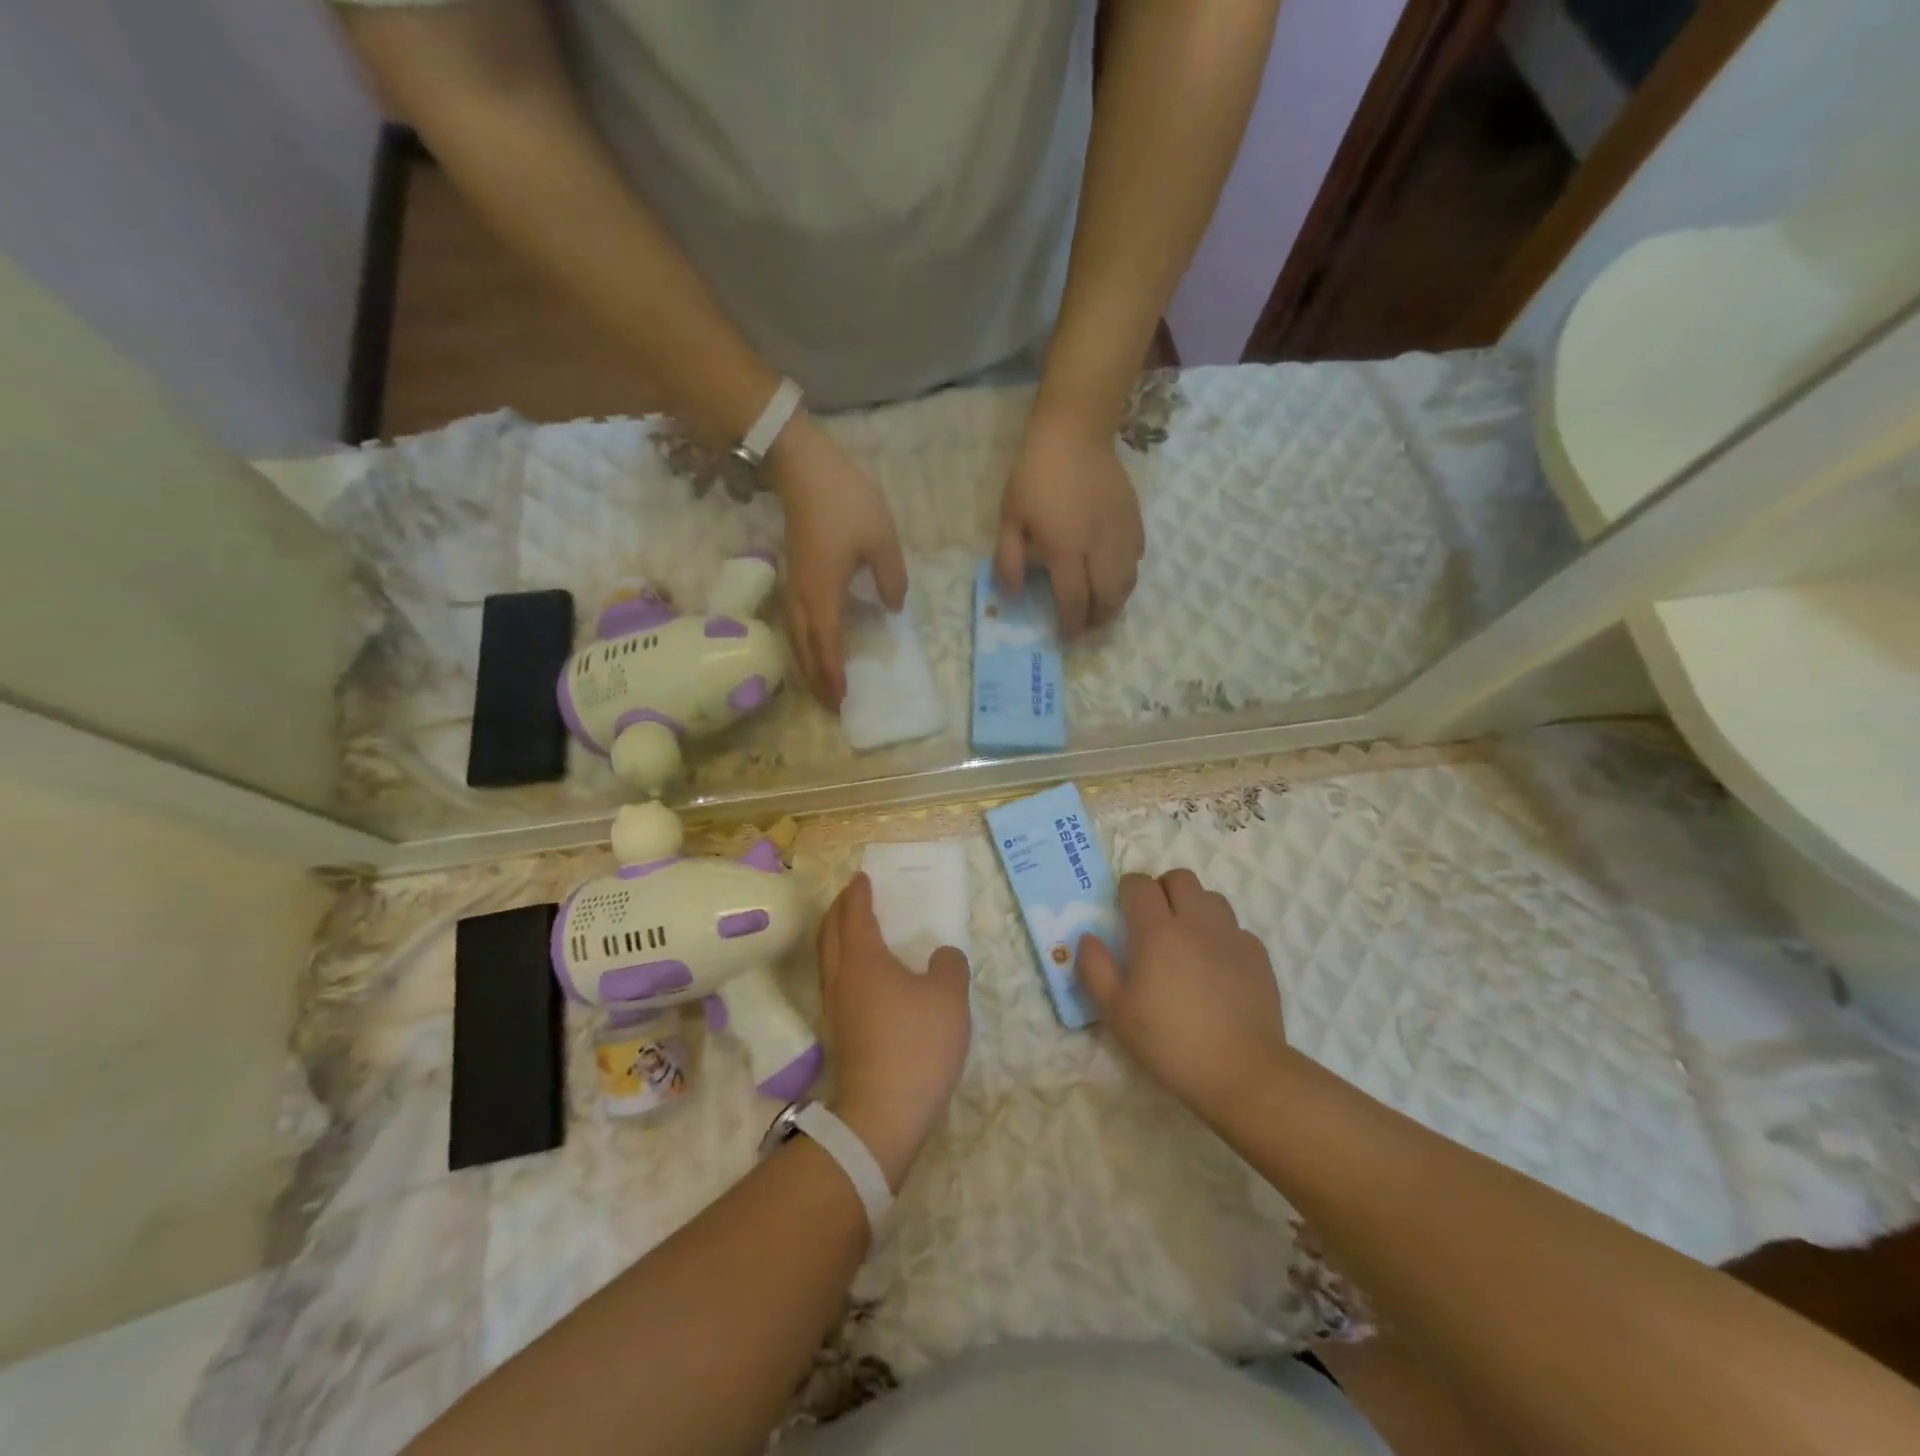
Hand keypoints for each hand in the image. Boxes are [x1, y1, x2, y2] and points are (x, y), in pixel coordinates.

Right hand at [768, 415, 907, 706]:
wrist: (803, 468)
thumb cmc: (846, 503)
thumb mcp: (882, 540)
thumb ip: (891, 578)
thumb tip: (892, 607)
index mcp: (825, 593)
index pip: (829, 645)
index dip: (834, 674)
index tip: (842, 700)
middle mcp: (804, 596)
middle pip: (807, 648)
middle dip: (818, 680)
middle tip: (831, 705)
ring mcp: (794, 585)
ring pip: (797, 637)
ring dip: (808, 664)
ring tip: (820, 685)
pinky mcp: (793, 573)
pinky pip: (795, 621)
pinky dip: (804, 643)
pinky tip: (814, 645)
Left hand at [818, 874, 970, 1187]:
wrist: (883, 1112)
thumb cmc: (917, 1043)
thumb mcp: (949, 997)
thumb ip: (949, 966)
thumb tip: (941, 956)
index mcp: (863, 959)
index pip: (855, 914)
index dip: (858, 894)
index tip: (861, 877)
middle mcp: (841, 978)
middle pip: (830, 933)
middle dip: (839, 909)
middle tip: (852, 895)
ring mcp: (835, 1008)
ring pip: (829, 959)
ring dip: (838, 936)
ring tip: (855, 929)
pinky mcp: (839, 1034)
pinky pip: (836, 982)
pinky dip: (844, 963)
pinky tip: (865, 976)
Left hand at [995, 403, 1144, 636]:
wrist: (1073, 434)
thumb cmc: (1034, 477)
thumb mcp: (1009, 519)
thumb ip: (1008, 561)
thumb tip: (1012, 596)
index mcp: (1066, 550)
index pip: (1074, 600)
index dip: (1072, 625)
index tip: (1066, 637)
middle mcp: (1098, 548)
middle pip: (1108, 598)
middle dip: (1098, 620)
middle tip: (1087, 627)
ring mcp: (1120, 533)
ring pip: (1128, 582)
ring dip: (1116, 602)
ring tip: (1103, 608)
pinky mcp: (1134, 519)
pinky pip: (1137, 557)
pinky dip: (1128, 574)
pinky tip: (1115, 574)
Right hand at [1077, 870, 1288, 1121]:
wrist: (1242, 1072)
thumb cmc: (1170, 1043)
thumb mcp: (1116, 1013)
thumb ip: (1095, 969)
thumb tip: (1088, 938)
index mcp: (1158, 931)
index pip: (1140, 884)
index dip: (1127, 890)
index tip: (1123, 910)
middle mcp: (1197, 922)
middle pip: (1180, 878)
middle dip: (1162, 889)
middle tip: (1153, 920)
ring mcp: (1232, 936)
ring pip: (1211, 897)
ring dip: (1194, 907)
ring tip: (1186, 938)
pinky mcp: (1258, 955)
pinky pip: (1235, 928)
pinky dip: (1221, 935)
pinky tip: (1216, 965)